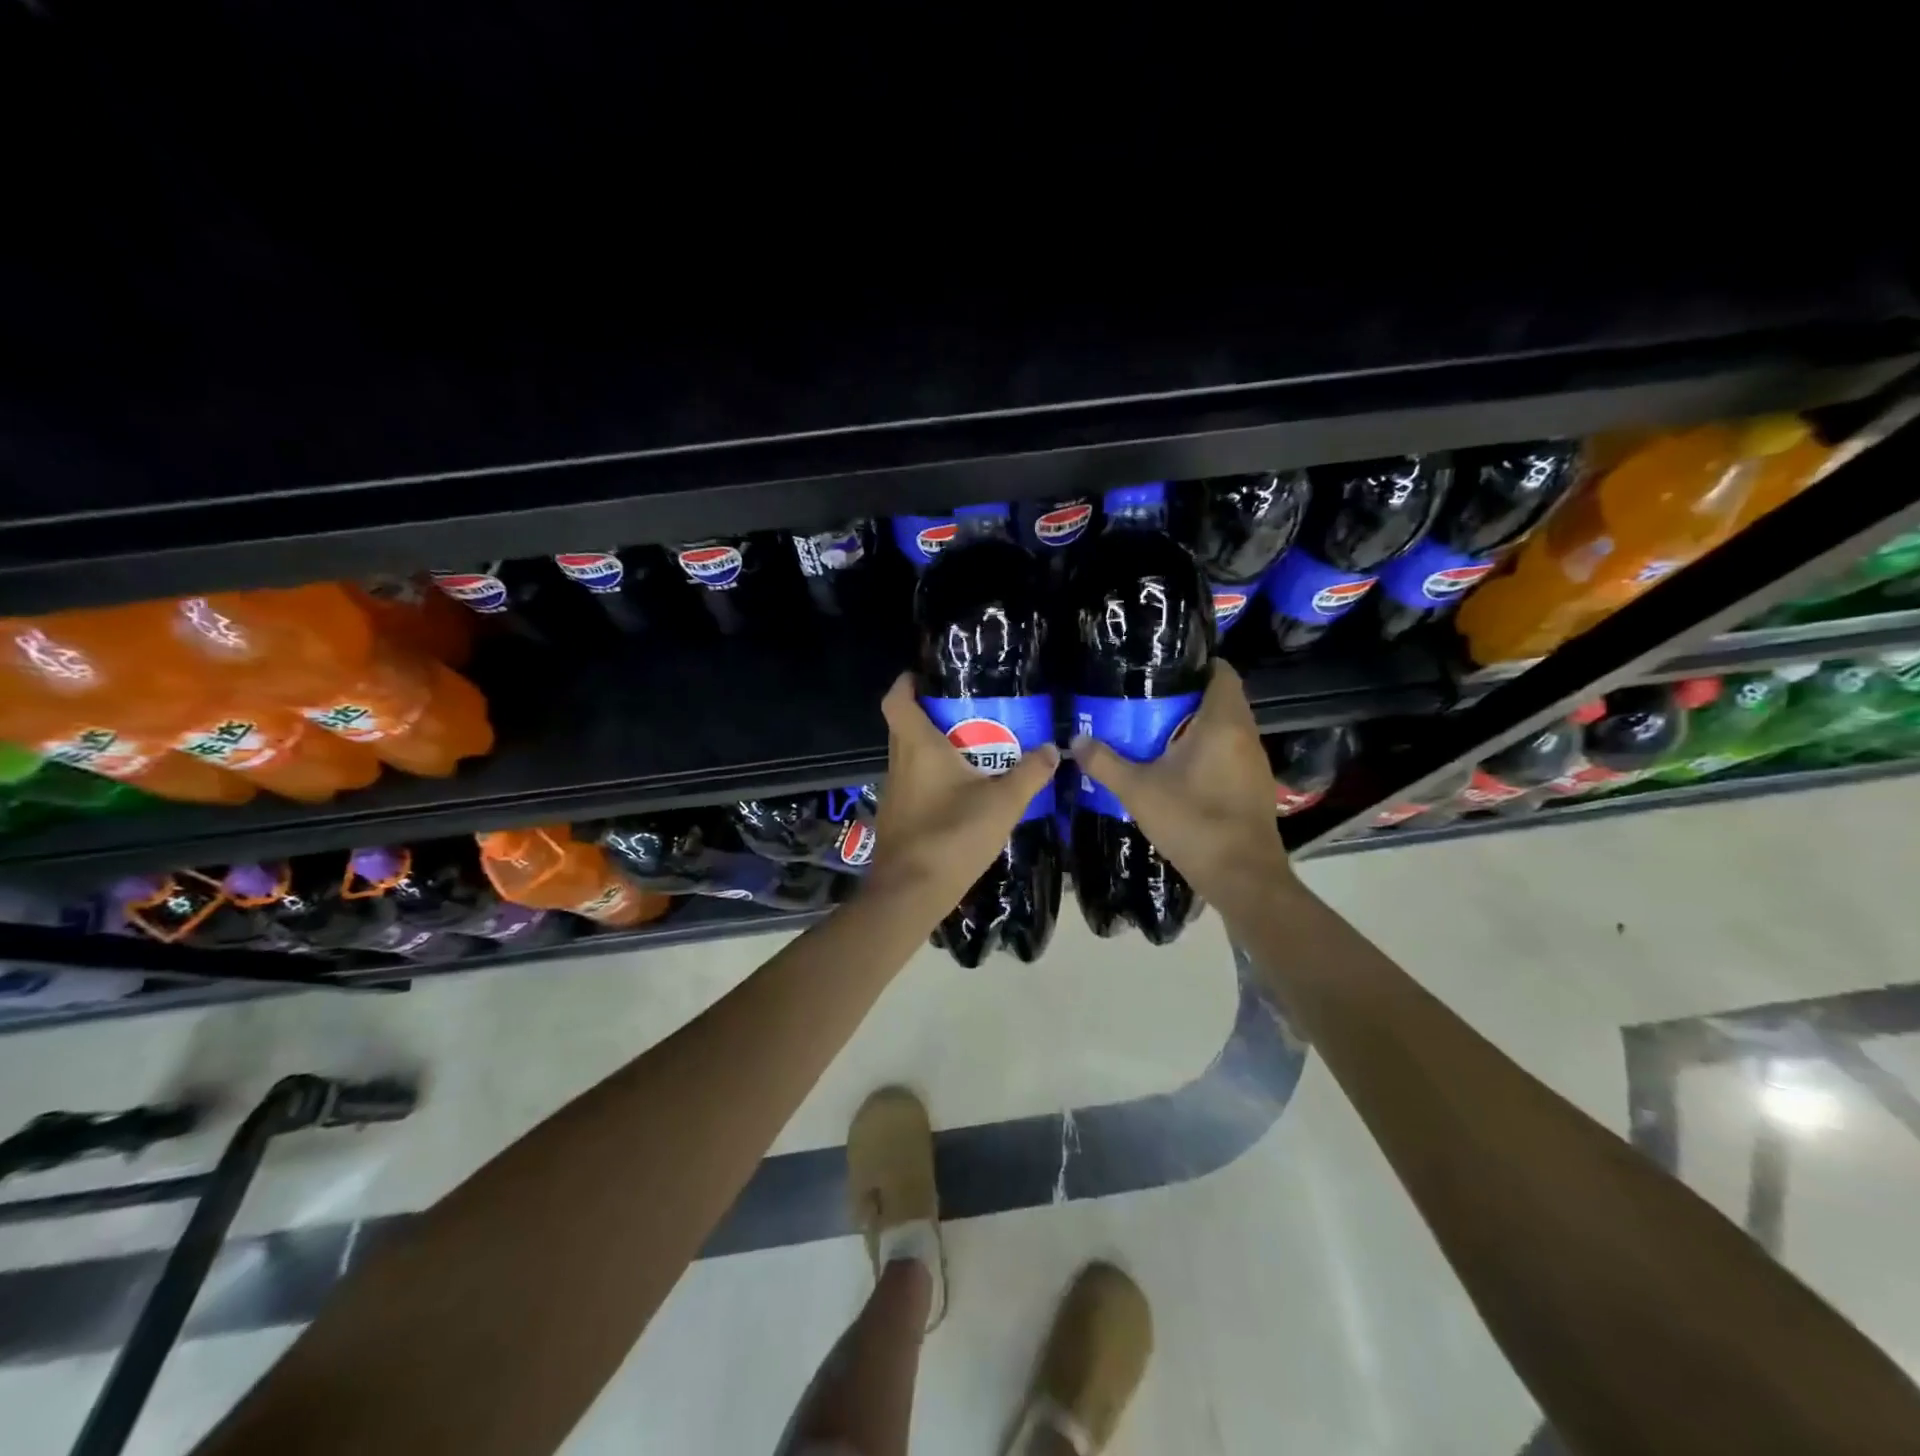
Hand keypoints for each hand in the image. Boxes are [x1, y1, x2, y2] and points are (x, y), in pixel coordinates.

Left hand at [864, 674, 1061, 918]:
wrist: (910, 893)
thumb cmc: (953, 836)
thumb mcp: (1002, 803)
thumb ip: (1029, 773)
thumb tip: (1052, 748)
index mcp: (917, 747)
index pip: (897, 700)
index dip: (907, 682)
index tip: (928, 675)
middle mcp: (899, 763)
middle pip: (905, 726)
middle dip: (933, 714)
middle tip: (970, 712)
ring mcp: (894, 792)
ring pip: (910, 757)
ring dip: (935, 749)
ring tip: (974, 749)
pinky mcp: (897, 817)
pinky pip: (914, 784)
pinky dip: (933, 778)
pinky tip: (962, 792)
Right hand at [1068, 660, 1290, 905]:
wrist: (1243, 878)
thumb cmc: (1193, 822)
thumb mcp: (1138, 791)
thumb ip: (1105, 762)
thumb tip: (1075, 739)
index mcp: (1223, 722)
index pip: (1221, 670)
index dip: (1194, 662)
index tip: (1160, 667)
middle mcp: (1245, 734)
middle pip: (1220, 698)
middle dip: (1184, 696)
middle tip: (1144, 699)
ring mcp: (1253, 762)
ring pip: (1224, 727)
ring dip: (1194, 726)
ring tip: (1154, 730)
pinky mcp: (1254, 785)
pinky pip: (1228, 752)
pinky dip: (1205, 750)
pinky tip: (1176, 767)